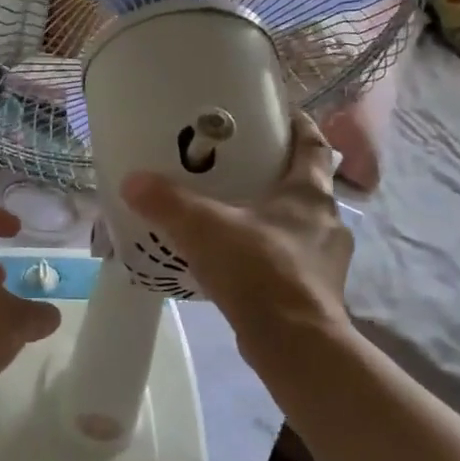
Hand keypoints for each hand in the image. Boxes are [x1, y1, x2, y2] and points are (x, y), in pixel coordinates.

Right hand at [121, 113, 354, 361]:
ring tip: (234, 218)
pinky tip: (240, 265)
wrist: (296, 346)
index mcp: (309, 193)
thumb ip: (167, 203)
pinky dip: (269, 256)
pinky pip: (291, 262)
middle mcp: (327, 221)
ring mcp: (326, 261)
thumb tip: (132, 180)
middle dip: (277, 175)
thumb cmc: (260, 270)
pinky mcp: (317, 294)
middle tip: (239, 168)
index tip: (279, 114)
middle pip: (306, 186)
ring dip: (273, 220)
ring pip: (299, 227)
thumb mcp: (205, 228)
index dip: (299, 126)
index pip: (314, 145)